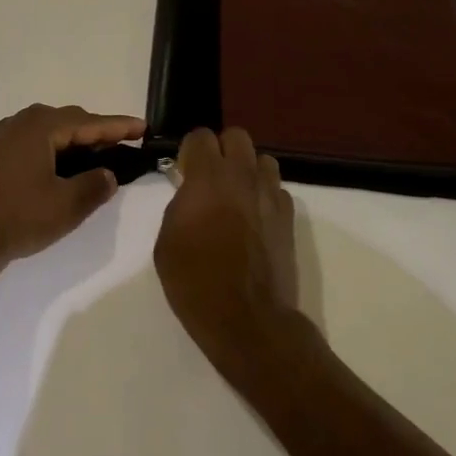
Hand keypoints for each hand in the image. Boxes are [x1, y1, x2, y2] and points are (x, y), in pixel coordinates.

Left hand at [0, 104, 145, 263]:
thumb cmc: (17, 214)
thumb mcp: (65, 204)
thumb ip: (94, 186)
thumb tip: (108, 174)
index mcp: (43, 126)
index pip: (91, 122)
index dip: (119, 126)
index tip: (144, 127)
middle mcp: (24, 121)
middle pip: (71, 120)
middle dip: (98, 132)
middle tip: (123, 145)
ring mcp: (5, 135)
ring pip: (52, 131)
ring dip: (76, 141)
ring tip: (97, 156)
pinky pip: (36, 141)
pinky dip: (56, 149)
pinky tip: (62, 167)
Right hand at [153, 128, 302, 370]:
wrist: (248, 319)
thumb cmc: (196, 281)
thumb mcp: (167, 241)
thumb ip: (180, 205)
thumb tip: (191, 194)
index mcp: (208, 177)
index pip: (201, 136)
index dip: (190, 150)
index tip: (184, 171)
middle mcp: (243, 176)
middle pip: (237, 136)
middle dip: (222, 150)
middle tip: (210, 178)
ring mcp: (270, 195)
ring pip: (263, 160)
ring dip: (248, 170)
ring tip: (236, 195)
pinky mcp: (289, 218)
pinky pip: (277, 190)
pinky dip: (265, 196)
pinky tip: (255, 219)